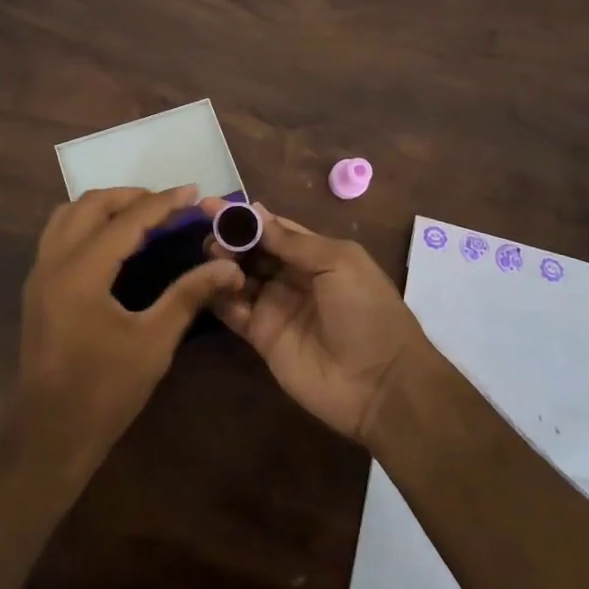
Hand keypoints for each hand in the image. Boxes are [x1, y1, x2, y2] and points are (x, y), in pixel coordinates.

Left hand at [18, 186, 243, 467]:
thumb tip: (227, 267)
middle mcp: (53, 262)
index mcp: (81, 272)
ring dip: (105, 206)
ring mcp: (39, 273)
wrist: (51, 434)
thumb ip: (189, 295)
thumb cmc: (106, 391)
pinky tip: (114, 242)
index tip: (193, 192)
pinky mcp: (36, 287)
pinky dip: (87, 224)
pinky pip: (59, 234)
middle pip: (90, 204)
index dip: (163, 203)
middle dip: (132, 197)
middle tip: (169, 205)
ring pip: (68, 215)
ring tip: (142, 216)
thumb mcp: (155, 342)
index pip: (126, 220)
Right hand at [199, 200, 428, 444]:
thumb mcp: (339, 264)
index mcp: (316, 255)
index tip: (210, 205)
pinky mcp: (262, 337)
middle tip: (208, 235)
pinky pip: (233, 311)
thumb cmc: (367, 312)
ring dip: (221, 265)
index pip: (272, 228)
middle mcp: (292, 277)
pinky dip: (219, 297)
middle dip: (229, 239)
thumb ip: (294, 241)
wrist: (380, 384)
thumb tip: (255, 212)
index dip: (244, 217)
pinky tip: (209, 284)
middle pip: (252, 251)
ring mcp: (275, 307)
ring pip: (238, 278)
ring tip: (208, 256)